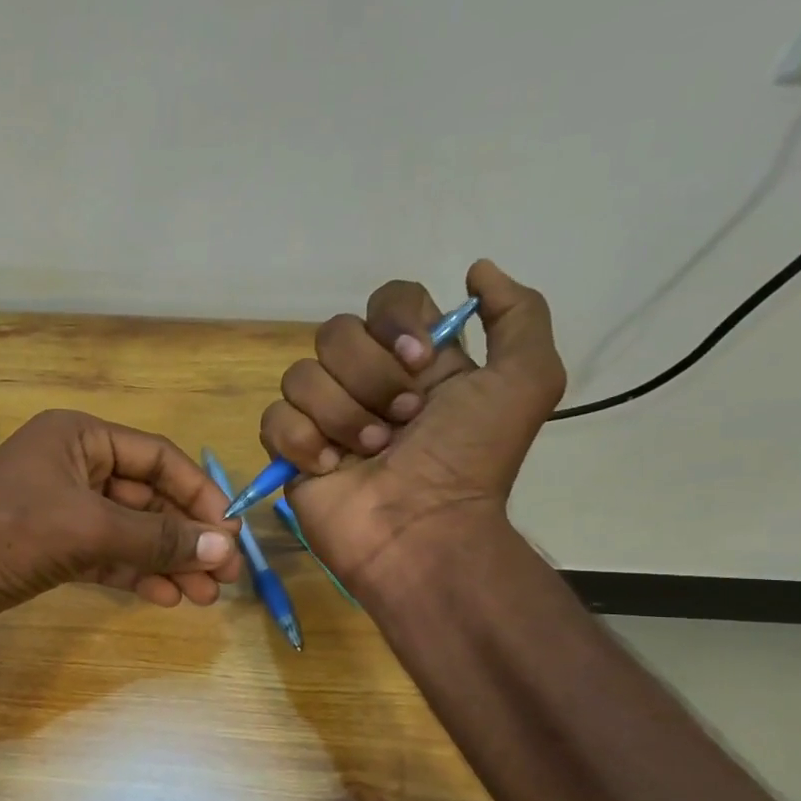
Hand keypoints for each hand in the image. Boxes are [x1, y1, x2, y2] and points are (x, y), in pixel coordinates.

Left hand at [0, 409, 242, 647]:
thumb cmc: (5, 533)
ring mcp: (58, 509)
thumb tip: (225, 547)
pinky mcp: (47, 549)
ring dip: (166, 560)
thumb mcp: (88, 528)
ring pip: (127, 531)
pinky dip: (134, 573)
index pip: (158, 459)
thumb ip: (158, 538)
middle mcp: (71, 466)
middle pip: (146, 497)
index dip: (199, 494)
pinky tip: (166, 596)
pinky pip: (104, 555)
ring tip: (205, 595)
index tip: (230, 535)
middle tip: (225, 575)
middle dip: (185, 536)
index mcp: (79, 436)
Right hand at [258, 260, 564, 591]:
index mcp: (415, 360)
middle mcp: (366, 380)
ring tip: (371, 453)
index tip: (420, 361)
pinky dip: (303, 443)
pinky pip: (274, 419)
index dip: (395, 323)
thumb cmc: (471, 461)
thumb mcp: (526, 381)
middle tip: (401, 422)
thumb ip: (518, 314)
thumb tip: (477, 269)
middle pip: (336, 333)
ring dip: (342, 416)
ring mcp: (324, 416)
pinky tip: (331, 469)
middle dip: (370, 378)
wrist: (423, 531)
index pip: (387, 301)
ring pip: (300, 375)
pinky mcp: (290, 451)